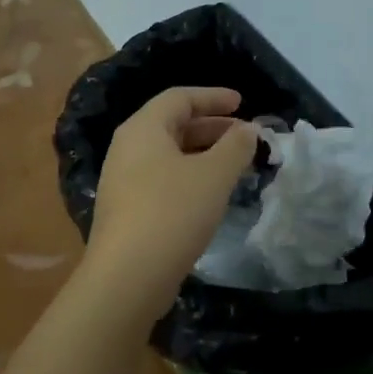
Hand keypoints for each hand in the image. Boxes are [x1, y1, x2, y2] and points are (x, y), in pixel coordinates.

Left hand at [85, 87, 257, 317]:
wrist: (128, 276)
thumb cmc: (173, 212)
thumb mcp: (214, 175)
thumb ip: (236, 146)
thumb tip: (249, 129)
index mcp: (143, 129)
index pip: (179, 97)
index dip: (213, 97)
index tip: (242, 102)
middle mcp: (127, 148)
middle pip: (172, 124)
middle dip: (212, 126)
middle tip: (244, 136)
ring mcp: (124, 181)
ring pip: (169, 154)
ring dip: (204, 154)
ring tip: (235, 165)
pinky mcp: (127, 210)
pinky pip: (163, 179)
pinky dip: (191, 176)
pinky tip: (212, 194)